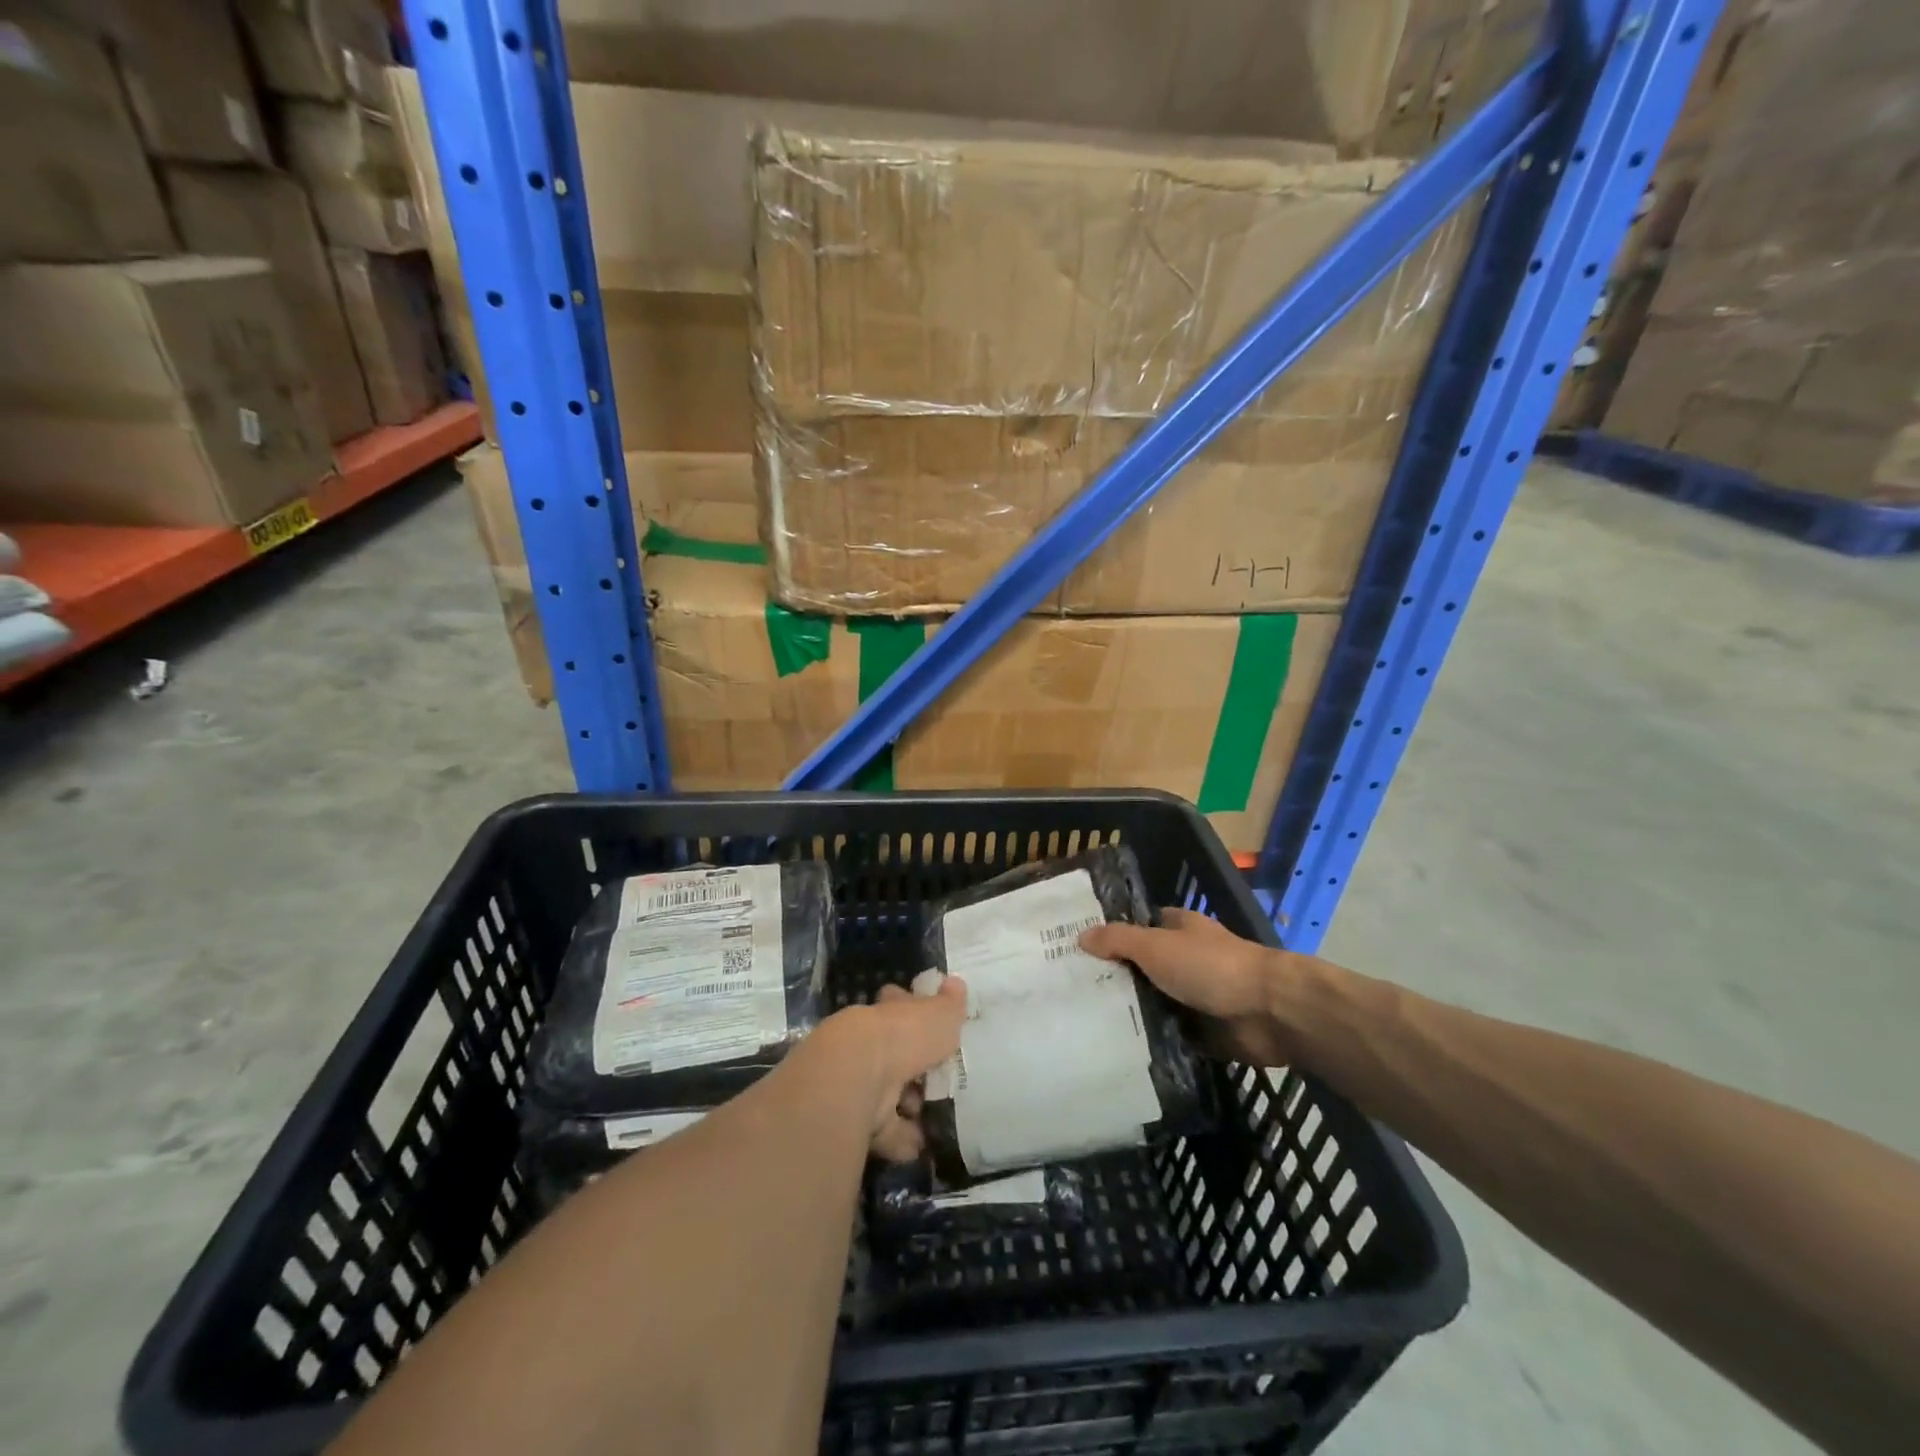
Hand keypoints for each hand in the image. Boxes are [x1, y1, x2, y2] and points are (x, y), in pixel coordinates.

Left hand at [813, 977, 966, 1161]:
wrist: (858, 1076)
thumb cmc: (903, 1036)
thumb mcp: (939, 1014)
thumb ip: (950, 1004)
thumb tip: (956, 982)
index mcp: (887, 1015)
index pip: (897, 1004)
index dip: (912, 1010)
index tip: (930, 1021)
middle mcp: (870, 1044)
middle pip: (894, 1053)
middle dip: (914, 1067)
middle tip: (940, 1078)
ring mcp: (861, 1082)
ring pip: (889, 1094)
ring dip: (909, 1105)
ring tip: (937, 1116)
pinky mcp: (857, 1118)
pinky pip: (886, 1131)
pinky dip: (903, 1139)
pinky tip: (922, 1145)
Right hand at [1081, 908, 1299, 1066]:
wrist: (1269, 1012)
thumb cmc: (1210, 966)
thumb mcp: (1156, 946)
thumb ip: (1118, 940)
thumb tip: (1081, 936)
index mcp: (1178, 929)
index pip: (1136, 927)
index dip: (1109, 936)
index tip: (1076, 951)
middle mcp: (1185, 958)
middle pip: (1141, 967)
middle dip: (1113, 978)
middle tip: (1070, 993)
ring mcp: (1195, 996)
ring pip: (1153, 1002)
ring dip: (1130, 1013)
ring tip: (1084, 1024)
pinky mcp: (1203, 1031)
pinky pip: (1168, 1035)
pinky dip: (1150, 1041)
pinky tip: (1116, 1049)